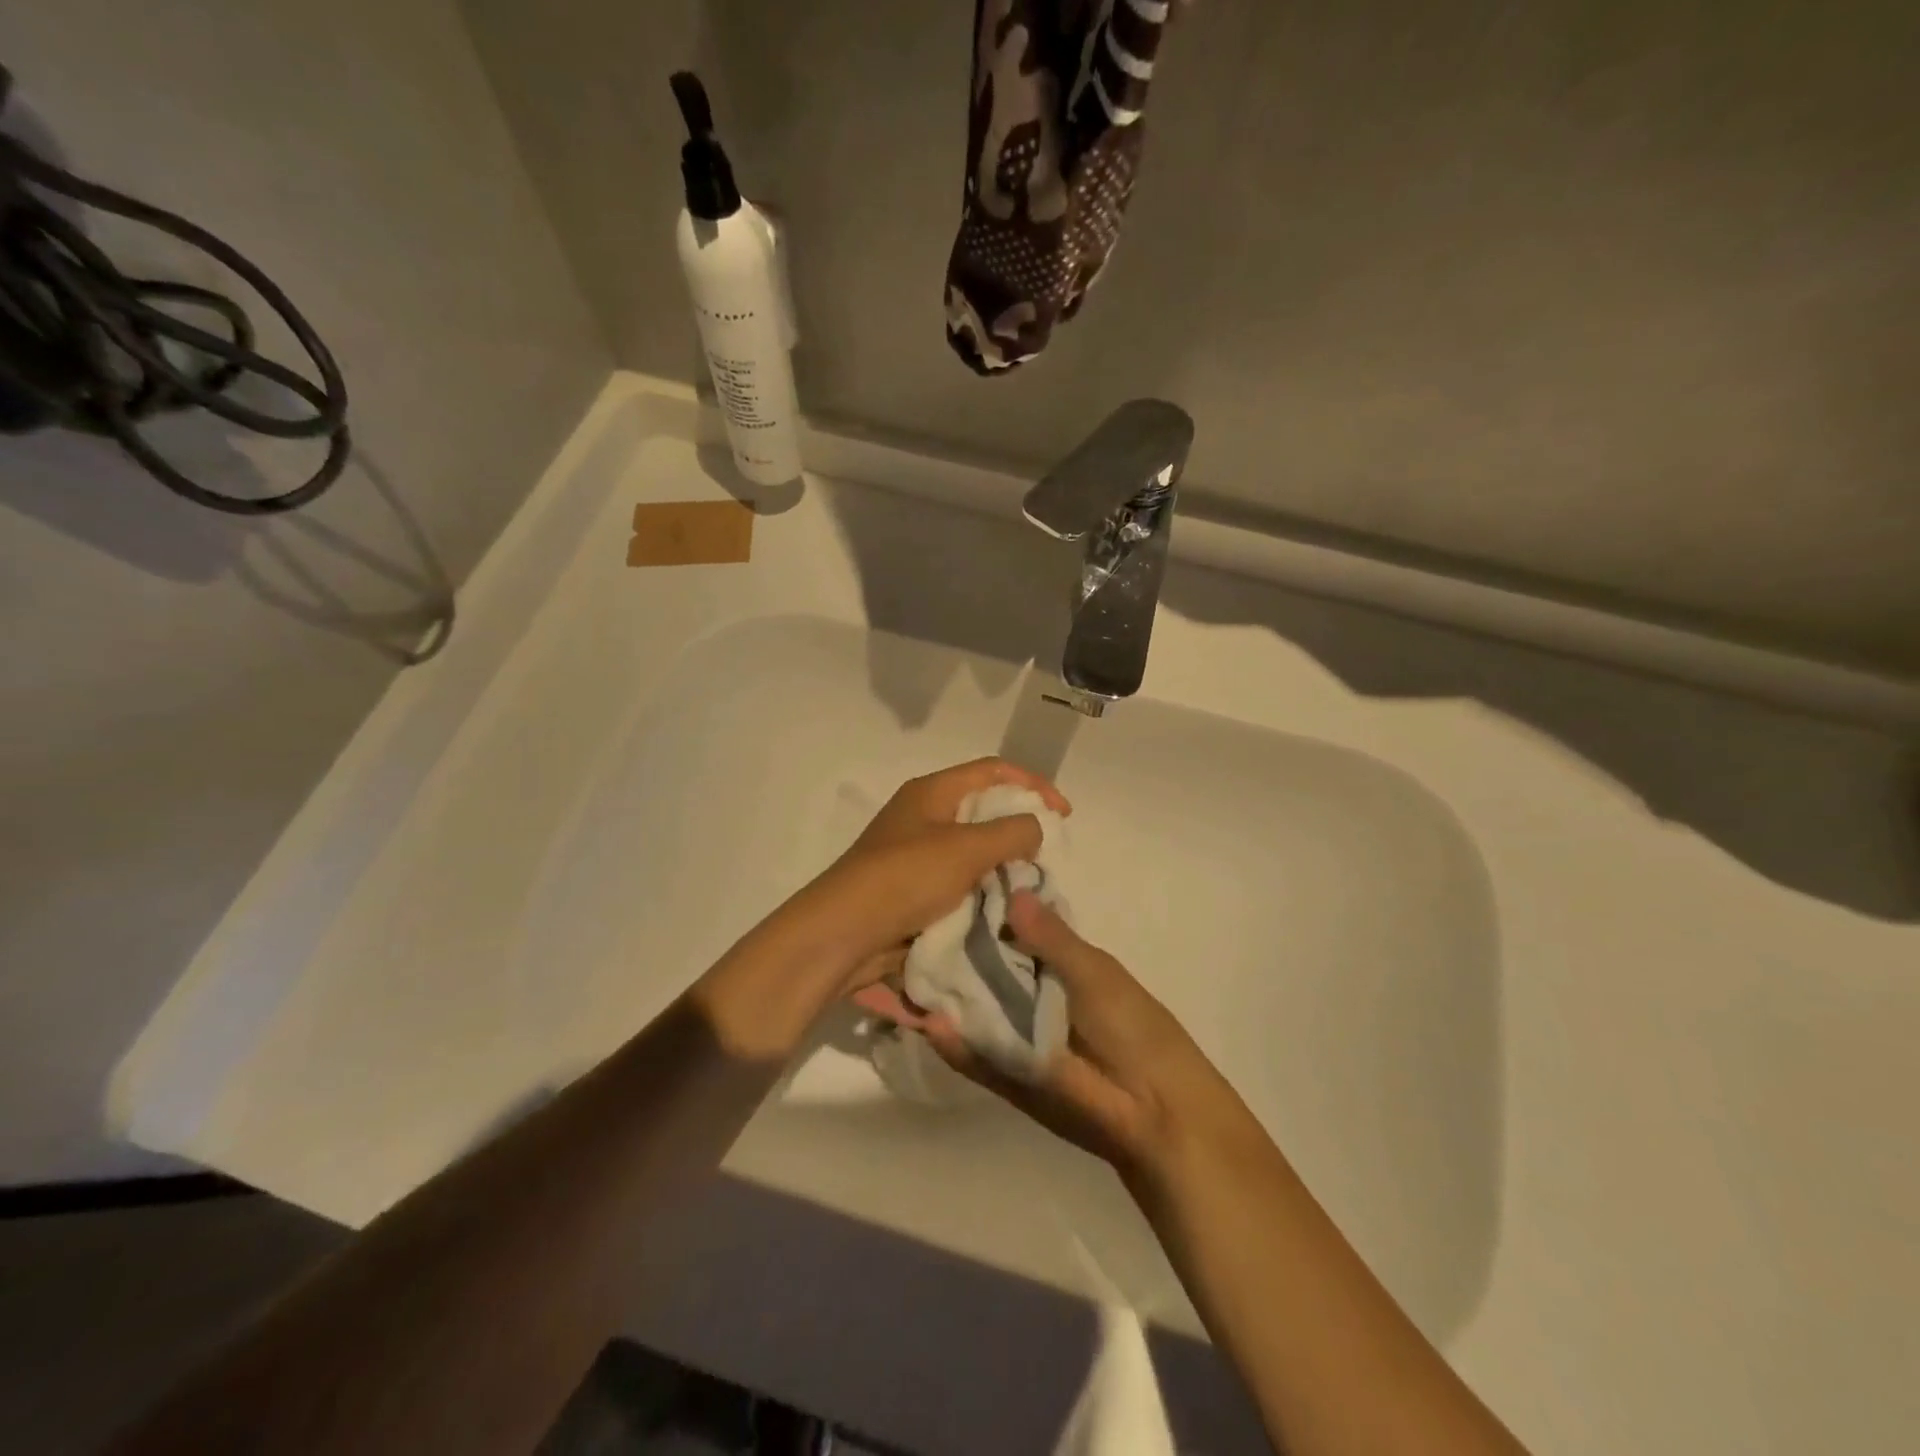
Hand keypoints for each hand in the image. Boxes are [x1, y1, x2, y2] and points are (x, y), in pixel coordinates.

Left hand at [693, 759, 1067, 1058]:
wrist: (843, 935)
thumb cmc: (904, 878)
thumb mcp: (966, 849)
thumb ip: (1011, 832)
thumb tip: (1035, 827)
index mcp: (932, 792)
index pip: (993, 770)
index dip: (1033, 784)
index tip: (1064, 814)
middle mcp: (923, 816)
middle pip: (984, 808)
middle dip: (1020, 827)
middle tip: (1048, 854)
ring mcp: (916, 855)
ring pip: (973, 850)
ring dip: (1003, 864)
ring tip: (1031, 884)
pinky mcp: (913, 891)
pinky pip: (959, 882)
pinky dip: (983, 890)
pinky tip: (1003, 908)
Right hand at [925, 893, 1257, 1177]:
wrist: (1159, 1114)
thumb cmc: (1135, 1030)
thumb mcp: (1096, 975)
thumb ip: (1051, 939)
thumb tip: (1012, 892)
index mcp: (1057, 963)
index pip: (1009, 931)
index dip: (980, 913)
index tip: (939, 890)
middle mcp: (1029, 994)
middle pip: (982, 968)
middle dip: (948, 952)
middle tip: (905, 930)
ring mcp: (1014, 1034)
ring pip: (971, 1008)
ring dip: (939, 995)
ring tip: (898, 971)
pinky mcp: (1007, 1073)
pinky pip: (974, 1053)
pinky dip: (951, 1041)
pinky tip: (923, 1021)